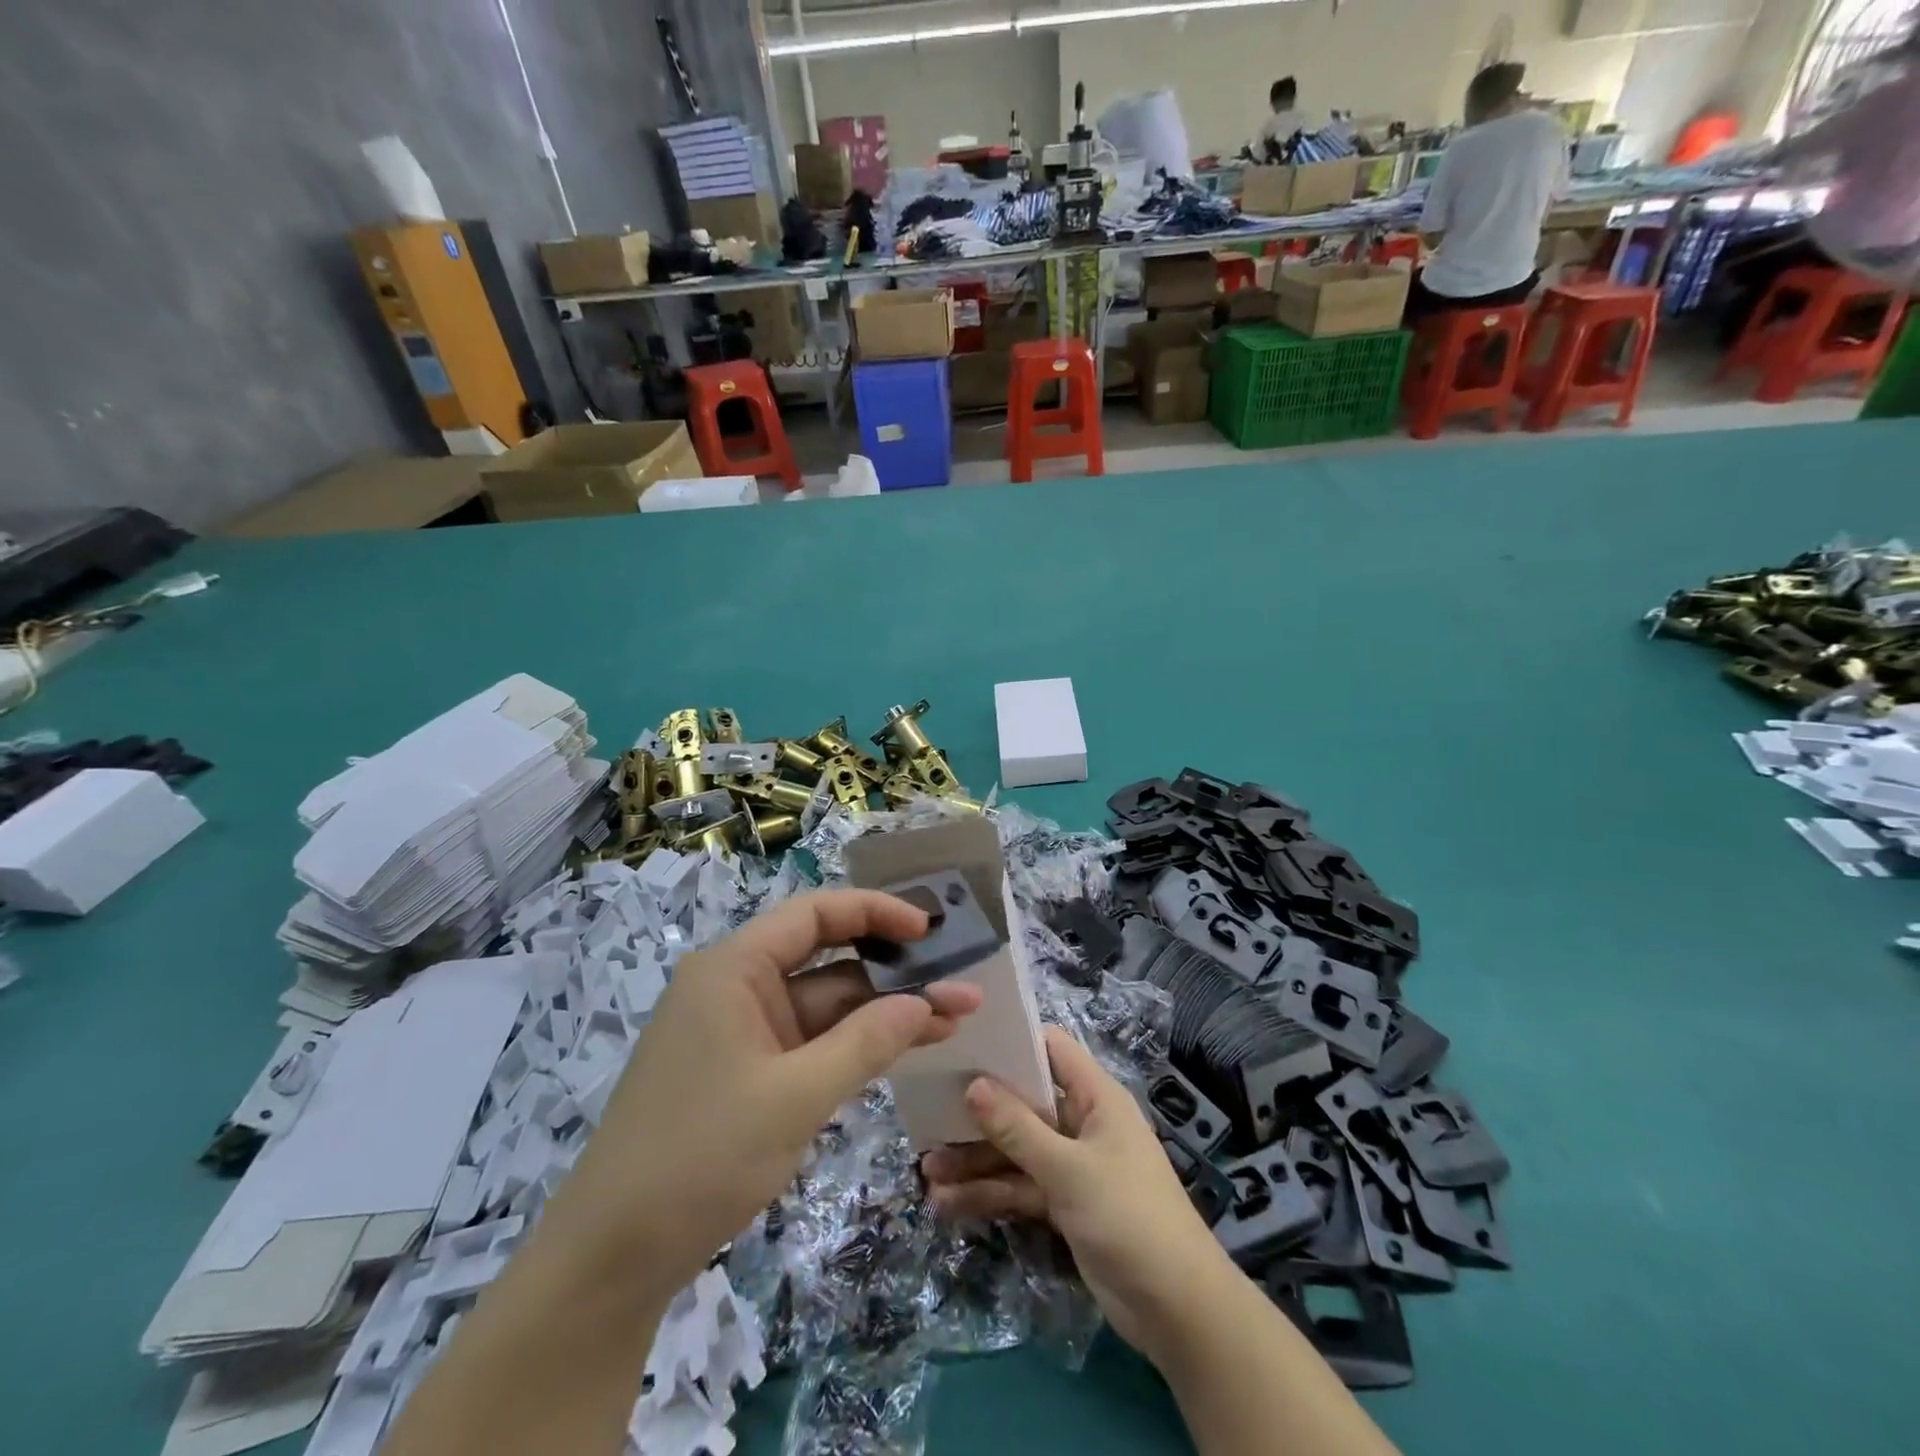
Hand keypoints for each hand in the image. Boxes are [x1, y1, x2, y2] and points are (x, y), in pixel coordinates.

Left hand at [553, 890, 982, 1293]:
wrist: (611, 1259)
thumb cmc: (700, 1157)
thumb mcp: (795, 1096)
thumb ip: (867, 1042)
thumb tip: (928, 1002)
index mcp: (733, 968)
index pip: (814, 914)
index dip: (875, 913)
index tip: (929, 930)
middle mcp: (737, 987)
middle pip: (826, 960)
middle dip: (894, 974)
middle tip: (960, 986)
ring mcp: (742, 1032)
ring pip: (824, 1006)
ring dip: (882, 1014)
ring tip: (951, 1021)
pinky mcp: (747, 1072)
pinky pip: (810, 1042)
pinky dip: (854, 1045)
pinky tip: (903, 1050)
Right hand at [921, 1026, 1234, 1363]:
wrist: (1177, 1310)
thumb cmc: (1130, 1217)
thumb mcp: (1069, 1170)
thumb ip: (1018, 1129)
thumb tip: (973, 1084)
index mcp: (1095, 1097)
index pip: (1050, 1049)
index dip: (1011, 1042)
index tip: (964, 1042)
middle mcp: (1081, 1123)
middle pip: (1024, 1103)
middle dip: (979, 1112)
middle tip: (928, 1113)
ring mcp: (1071, 1165)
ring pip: (1015, 1151)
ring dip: (975, 1160)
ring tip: (926, 1170)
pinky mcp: (1063, 1204)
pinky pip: (1019, 1188)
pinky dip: (989, 1195)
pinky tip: (947, 1204)